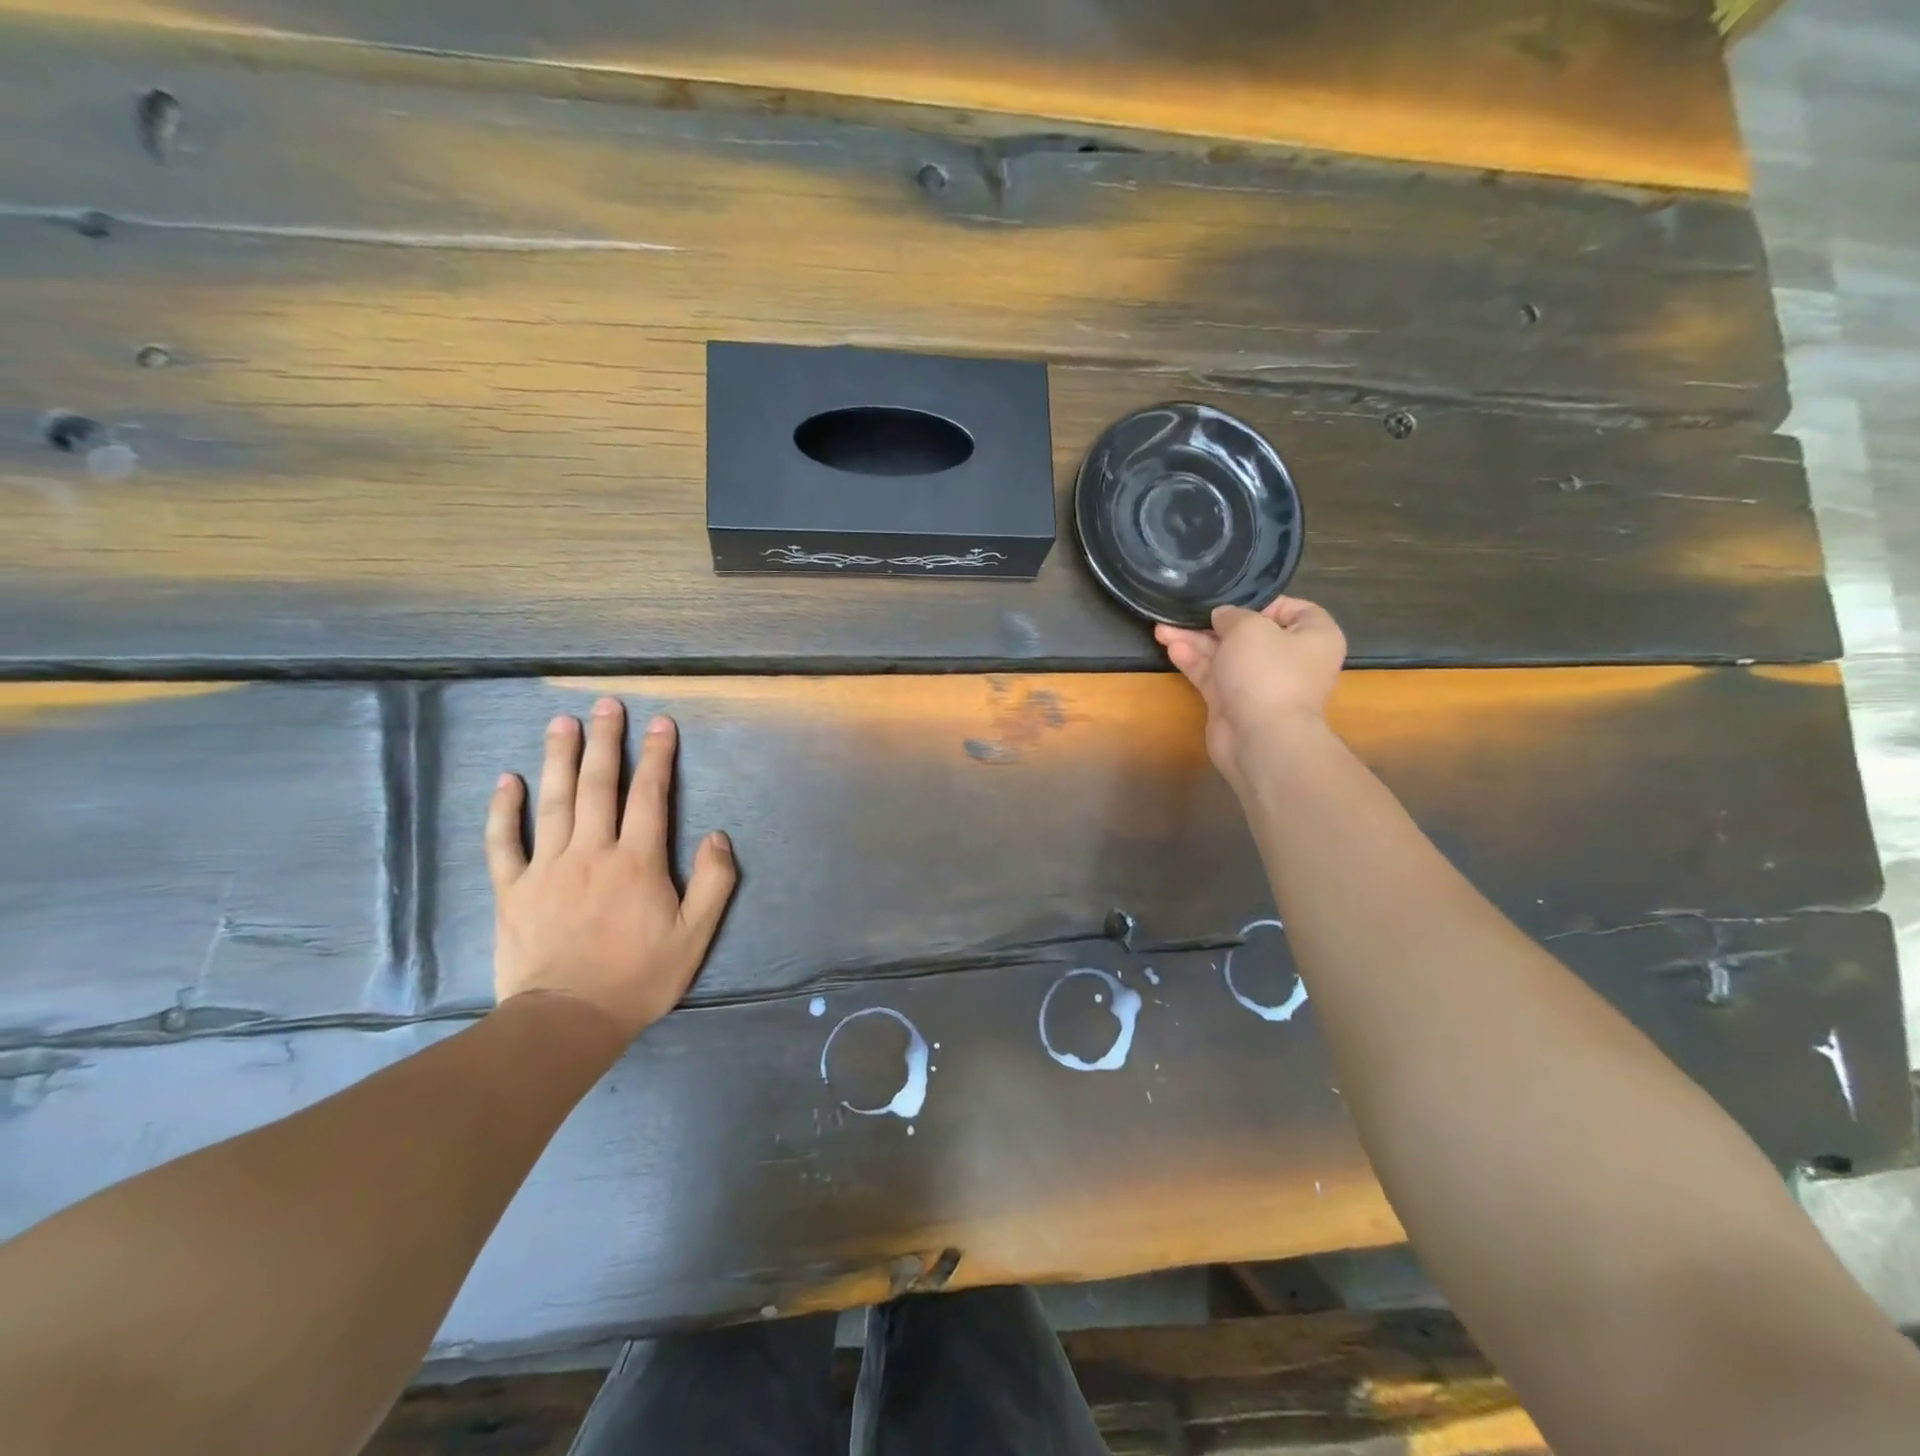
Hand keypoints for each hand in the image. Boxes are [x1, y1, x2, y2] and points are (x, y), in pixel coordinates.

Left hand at [485, 698, 736, 1040]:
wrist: (567, 1020)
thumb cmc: (639, 977)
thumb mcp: (695, 935)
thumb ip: (714, 882)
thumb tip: (718, 835)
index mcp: (638, 861)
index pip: (650, 795)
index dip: (658, 756)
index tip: (660, 723)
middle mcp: (592, 852)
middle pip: (599, 785)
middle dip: (606, 741)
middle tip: (607, 704)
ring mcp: (547, 868)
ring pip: (554, 801)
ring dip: (559, 758)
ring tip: (562, 722)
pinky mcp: (513, 889)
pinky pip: (504, 842)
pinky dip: (504, 809)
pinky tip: (507, 780)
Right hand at [1155, 597, 1346, 791]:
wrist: (1261, 738)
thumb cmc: (1268, 672)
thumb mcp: (1249, 627)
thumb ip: (1232, 615)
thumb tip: (1222, 616)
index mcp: (1314, 636)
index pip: (1291, 609)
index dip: (1261, 602)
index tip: (1231, 599)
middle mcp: (1290, 659)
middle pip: (1249, 633)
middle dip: (1214, 623)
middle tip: (1185, 612)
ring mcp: (1260, 683)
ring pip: (1225, 655)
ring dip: (1196, 641)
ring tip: (1163, 628)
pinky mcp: (1234, 703)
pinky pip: (1213, 675)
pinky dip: (1194, 661)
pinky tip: (1171, 647)